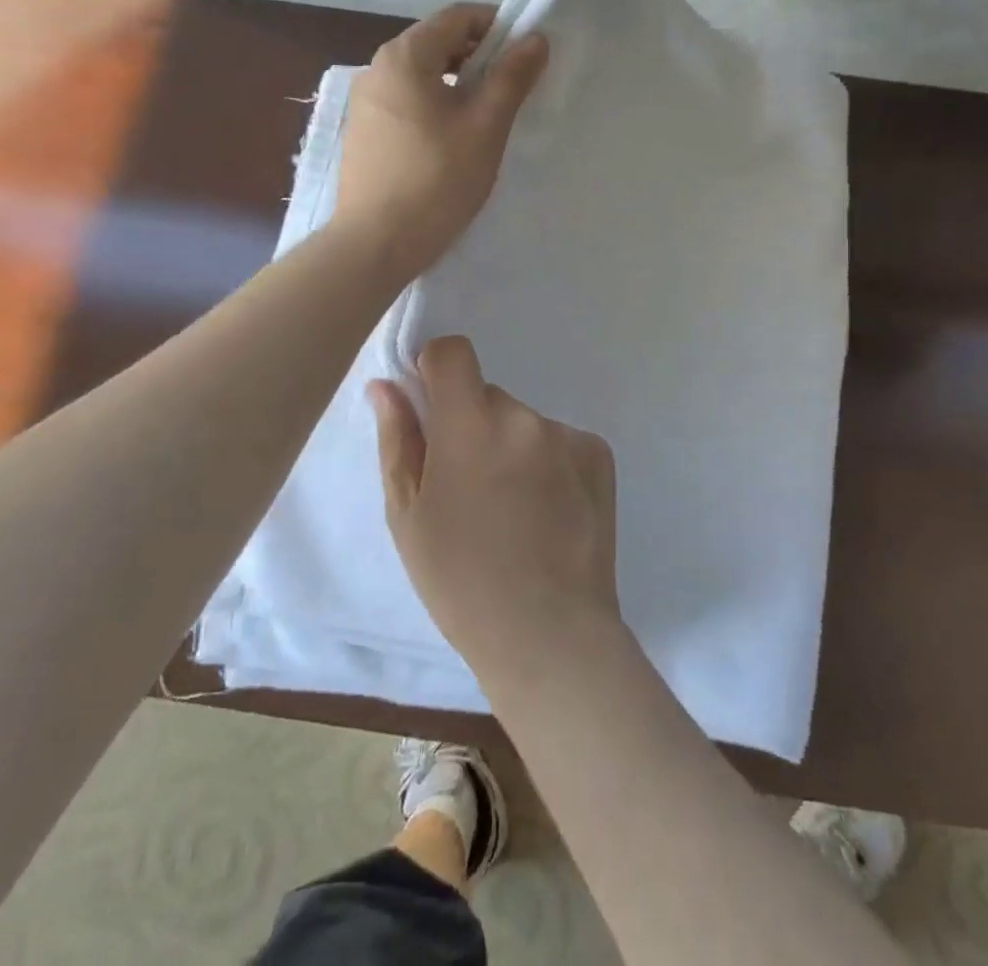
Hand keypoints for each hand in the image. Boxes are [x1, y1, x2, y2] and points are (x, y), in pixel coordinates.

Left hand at [336, 4, 547, 276]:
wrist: (376, 243)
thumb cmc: (437, 179)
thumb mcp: (485, 127)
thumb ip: (511, 77)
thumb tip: (535, 38)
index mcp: (405, 56)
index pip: (457, 17)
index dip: (497, 26)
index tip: (526, 54)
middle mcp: (377, 68)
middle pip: (436, 43)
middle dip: (478, 57)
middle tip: (513, 87)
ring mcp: (365, 103)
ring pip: (421, 76)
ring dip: (457, 84)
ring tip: (486, 116)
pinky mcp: (363, 134)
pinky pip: (406, 103)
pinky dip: (434, 106)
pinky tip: (452, 141)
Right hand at [369, 336, 619, 682]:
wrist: (550, 635)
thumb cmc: (461, 581)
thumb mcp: (408, 515)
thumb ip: (398, 439)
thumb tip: (388, 385)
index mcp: (470, 425)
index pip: (453, 352)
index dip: (436, 369)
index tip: (431, 408)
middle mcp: (524, 417)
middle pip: (487, 396)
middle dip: (471, 425)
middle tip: (469, 488)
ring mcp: (567, 435)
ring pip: (522, 423)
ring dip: (510, 447)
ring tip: (511, 512)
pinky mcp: (599, 454)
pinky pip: (558, 441)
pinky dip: (547, 463)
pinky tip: (546, 513)